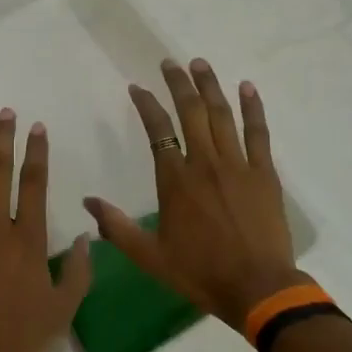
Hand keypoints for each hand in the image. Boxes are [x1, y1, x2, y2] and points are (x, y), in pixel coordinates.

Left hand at [0, 106, 92, 351]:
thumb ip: (79, 273)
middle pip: (0, 170)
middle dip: (4, 137)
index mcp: (29, 240)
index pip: (35, 184)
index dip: (36, 153)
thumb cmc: (18, 337)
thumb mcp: (63, 310)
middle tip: (5, 111)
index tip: (36, 127)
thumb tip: (89, 240)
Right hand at [84, 58, 301, 329]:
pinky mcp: (264, 174)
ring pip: (222, 115)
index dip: (146, 105)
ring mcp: (238, 165)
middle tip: (170, 62)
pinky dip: (253, 108)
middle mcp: (204, 163)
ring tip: (200, 64)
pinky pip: (258, 133)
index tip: (137, 88)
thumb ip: (116, 227)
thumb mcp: (149, 256)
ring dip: (210, 86)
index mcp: (175, 180)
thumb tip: (87, 201)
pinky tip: (247, 88)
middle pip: (190, 112)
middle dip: (178, 83)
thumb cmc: (200, 272)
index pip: (157, 130)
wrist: (258, 289)